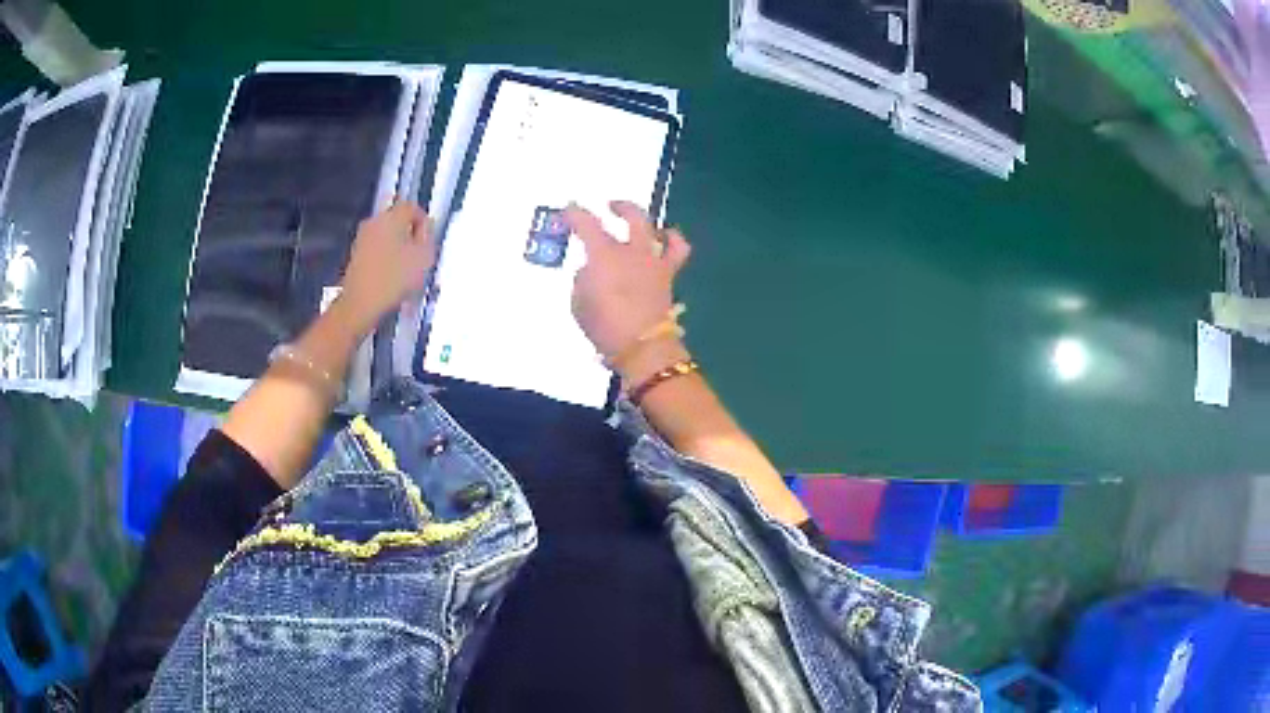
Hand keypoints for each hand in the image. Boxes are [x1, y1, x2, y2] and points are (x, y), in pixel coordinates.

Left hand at [337, 201, 434, 334]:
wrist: (360, 303)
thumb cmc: (395, 278)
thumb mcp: (424, 257)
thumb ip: (428, 237)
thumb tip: (424, 228)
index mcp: (392, 216)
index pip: (413, 207)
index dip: (424, 222)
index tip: (428, 241)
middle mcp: (374, 221)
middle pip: (398, 221)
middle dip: (410, 235)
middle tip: (419, 256)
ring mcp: (362, 238)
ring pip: (386, 236)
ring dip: (397, 248)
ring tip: (405, 270)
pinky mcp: (355, 256)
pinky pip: (376, 250)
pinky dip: (385, 259)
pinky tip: (390, 277)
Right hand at [564, 200, 690, 360]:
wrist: (642, 346)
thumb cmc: (604, 326)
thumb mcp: (579, 303)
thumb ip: (583, 280)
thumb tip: (591, 270)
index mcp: (604, 255)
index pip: (586, 224)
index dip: (575, 214)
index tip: (569, 209)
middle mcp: (632, 251)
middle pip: (632, 216)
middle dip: (621, 207)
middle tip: (610, 206)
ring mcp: (653, 261)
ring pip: (657, 229)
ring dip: (648, 221)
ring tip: (642, 222)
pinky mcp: (668, 275)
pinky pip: (677, 252)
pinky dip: (673, 242)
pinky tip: (665, 241)